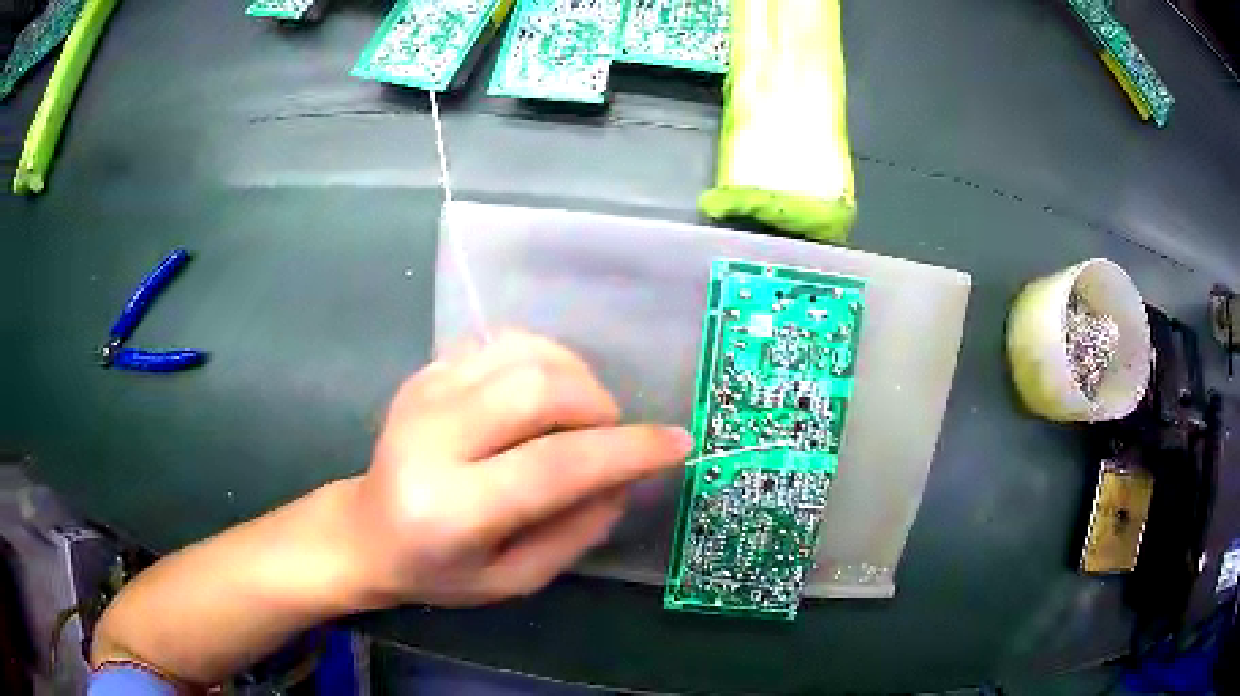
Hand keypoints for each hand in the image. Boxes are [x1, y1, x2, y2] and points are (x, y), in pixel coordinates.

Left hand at [349, 332, 691, 606]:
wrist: (366, 531)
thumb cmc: (439, 570)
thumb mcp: (515, 579)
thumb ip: (577, 531)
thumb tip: (626, 476)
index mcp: (452, 510)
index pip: (555, 466)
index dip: (627, 451)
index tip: (677, 443)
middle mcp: (431, 440)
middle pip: (539, 390)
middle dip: (598, 406)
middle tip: (609, 436)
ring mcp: (423, 395)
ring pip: (524, 353)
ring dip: (575, 378)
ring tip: (578, 417)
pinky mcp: (425, 373)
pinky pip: (502, 343)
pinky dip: (543, 361)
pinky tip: (543, 397)